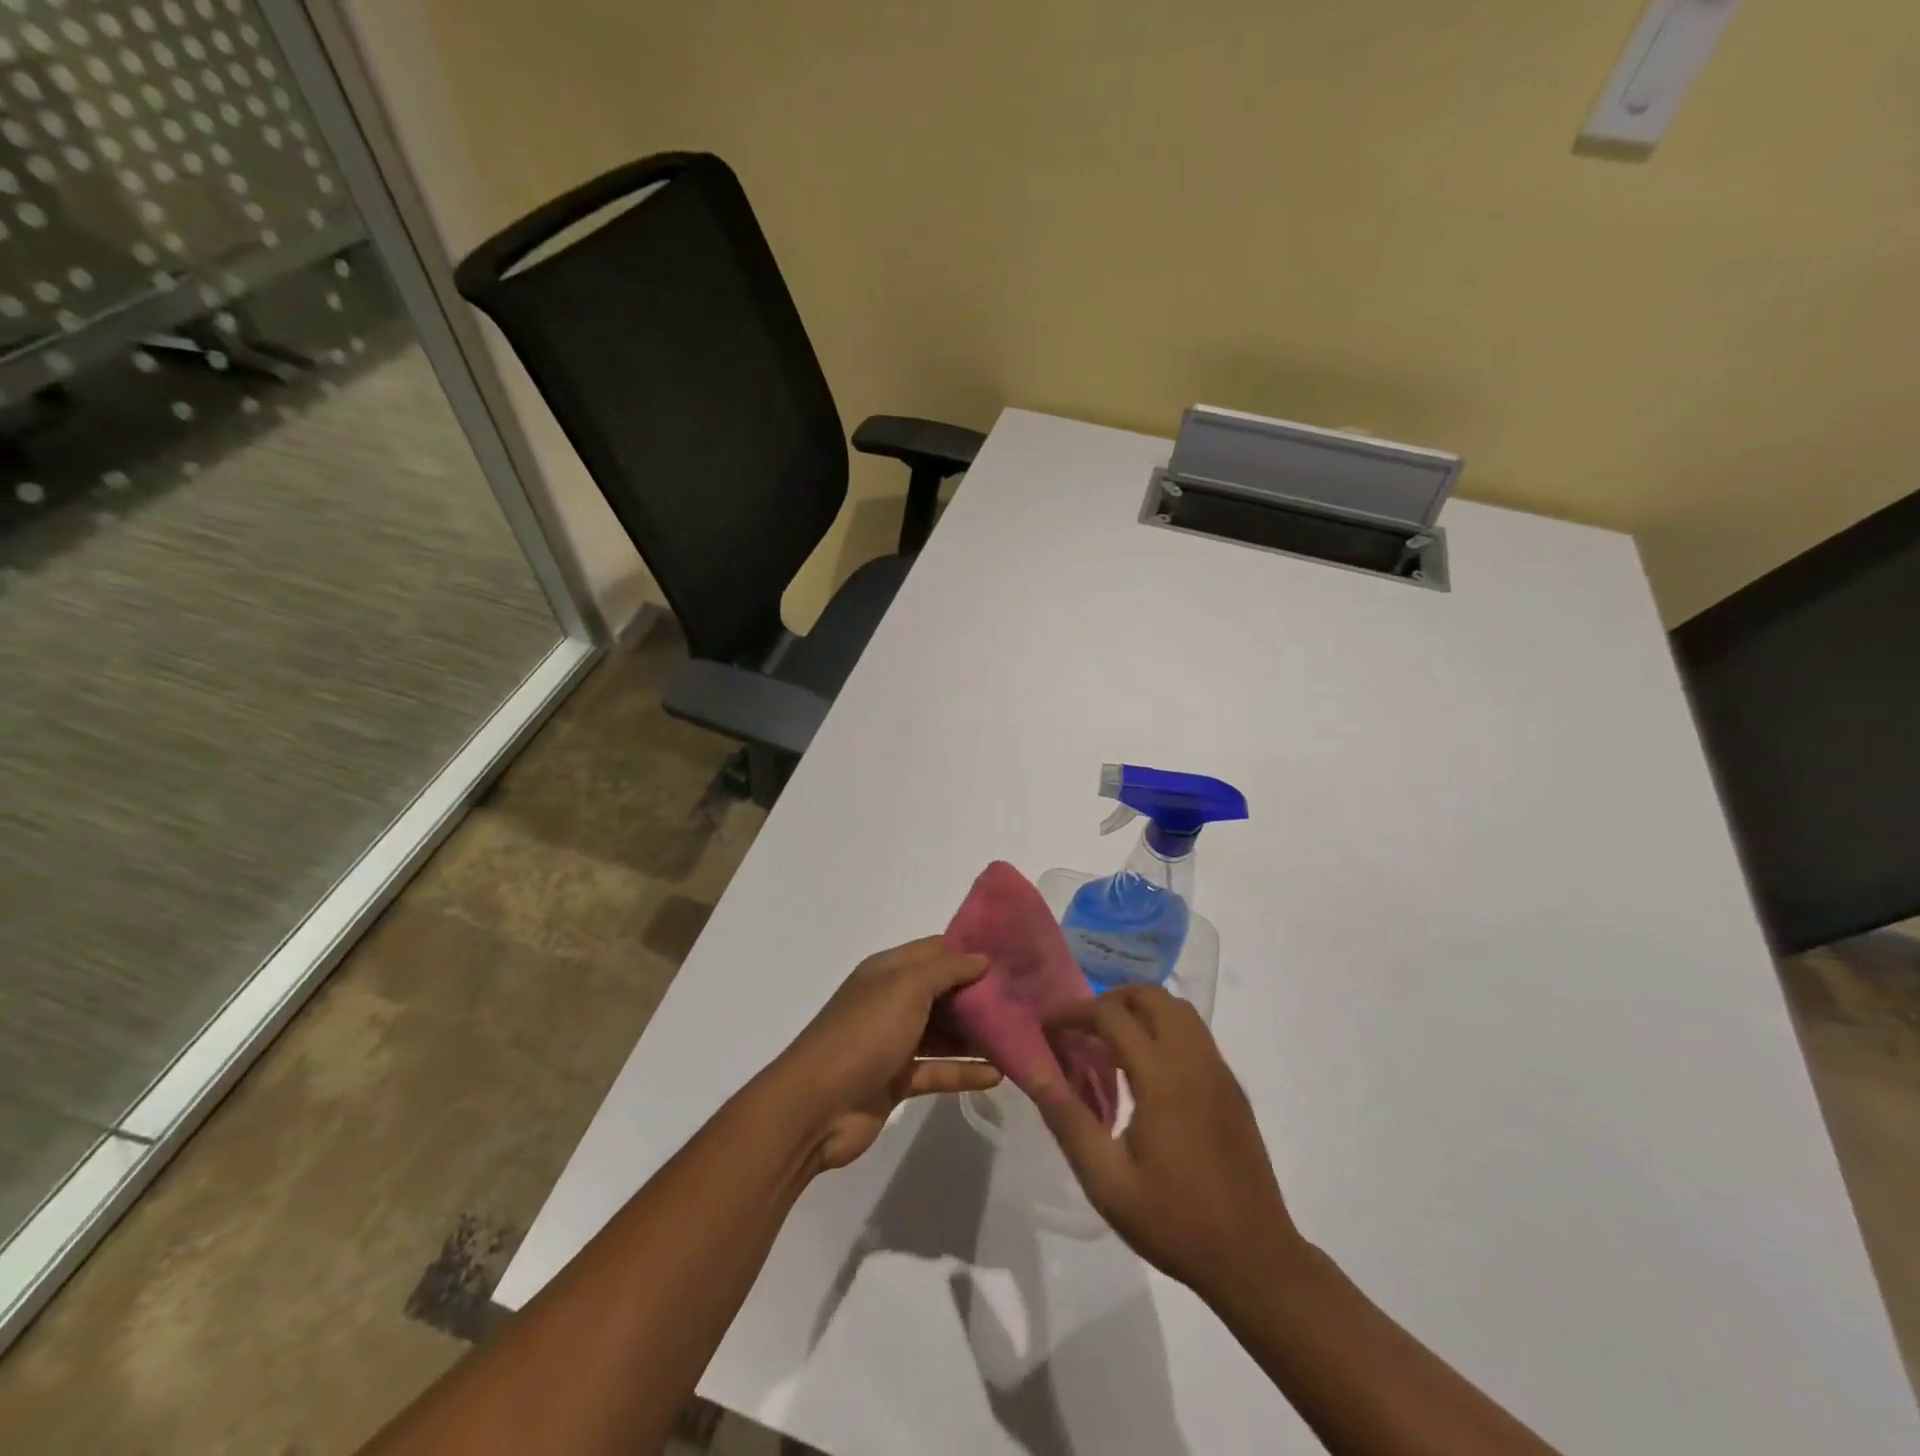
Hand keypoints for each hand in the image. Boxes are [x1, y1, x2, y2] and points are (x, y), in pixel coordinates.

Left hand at [773, 937, 1002, 1171]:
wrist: (815, 1107)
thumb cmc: (863, 1034)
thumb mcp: (905, 988)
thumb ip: (946, 970)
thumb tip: (982, 957)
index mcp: (888, 971)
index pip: (936, 950)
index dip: (970, 951)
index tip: (1012, 956)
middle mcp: (891, 1001)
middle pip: (944, 992)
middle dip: (980, 995)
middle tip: (1026, 1000)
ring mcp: (893, 1042)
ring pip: (944, 1033)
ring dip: (977, 1036)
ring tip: (1020, 1037)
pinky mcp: (897, 1080)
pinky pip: (938, 1071)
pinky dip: (964, 1072)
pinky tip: (998, 1075)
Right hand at [1034, 984, 1298, 1298]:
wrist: (1255, 1259)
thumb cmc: (1175, 1222)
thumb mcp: (1108, 1182)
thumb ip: (1069, 1121)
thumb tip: (1035, 1073)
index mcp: (1162, 1078)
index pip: (1111, 1016)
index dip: (1073, 1011)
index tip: (1047, 1024)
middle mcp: (1193, 1060)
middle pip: (1151, 995)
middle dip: (1110, 999)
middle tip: (1082, 1028)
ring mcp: (1219, 1070)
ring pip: (1178, 1009)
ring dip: (1141, 1010)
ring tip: (1111, 1042)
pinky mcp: (1232, 1086)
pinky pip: (1195, 1033)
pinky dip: (1165, 1028)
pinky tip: (1147, 1069)